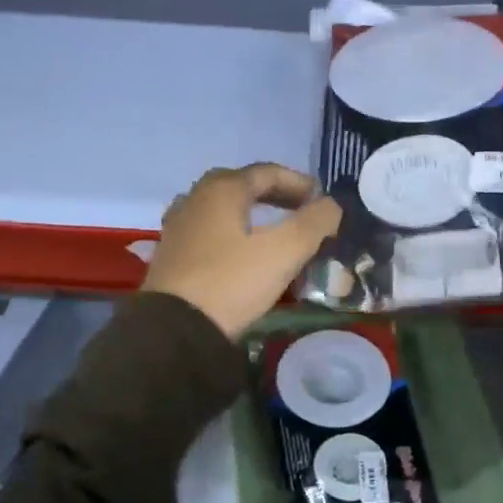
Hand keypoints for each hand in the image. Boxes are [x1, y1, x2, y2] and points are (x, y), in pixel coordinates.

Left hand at [142, 163, 343, 340]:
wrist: (174, 330)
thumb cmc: (232, 282)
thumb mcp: (284, 252)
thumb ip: (314, 223)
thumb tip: (331, 206)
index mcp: (222, 190)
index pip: (267, 173)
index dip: (298, 183)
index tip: (321, 199)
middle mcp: (195, 199)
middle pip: (241, 186)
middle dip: (274, 194)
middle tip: (300, 210)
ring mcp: (178, 227)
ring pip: (222, 209)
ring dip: (251, 214)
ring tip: (274, 231)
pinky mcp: (171, 254)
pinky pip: (209, 231)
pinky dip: (233, 233)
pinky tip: (243, 253)